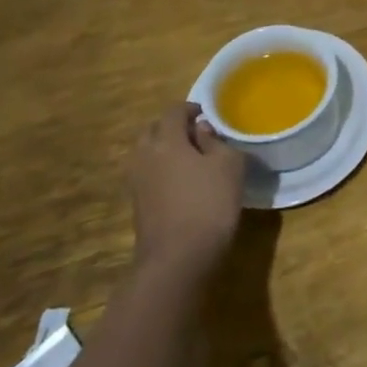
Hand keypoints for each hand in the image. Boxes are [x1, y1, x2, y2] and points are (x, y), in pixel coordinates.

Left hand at [125, 103, 244, 280]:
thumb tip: (202, 130)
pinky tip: (181, 182)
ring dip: (165, 149)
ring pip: (147, 152)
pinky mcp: (137, 203)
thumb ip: (216, 142)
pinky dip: (161, 169)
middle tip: (196, 134)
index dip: (190, 108)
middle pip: (154, 130)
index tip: (206, 113)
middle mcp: (145, 155)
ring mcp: (137, 181)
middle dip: (172, 127)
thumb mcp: (229, 166)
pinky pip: (147, 173)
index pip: (173, 111)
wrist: (177, 258)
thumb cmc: (209, 204)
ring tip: (190, 158)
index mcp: (166, 140)